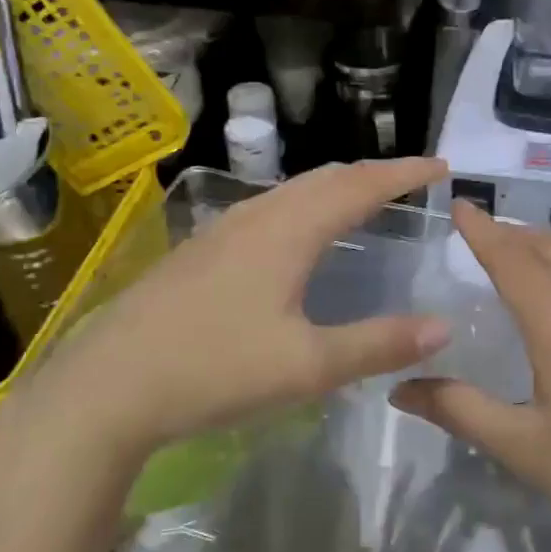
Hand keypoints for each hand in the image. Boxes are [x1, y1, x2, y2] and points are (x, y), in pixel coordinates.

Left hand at [16, 158, 451, 469]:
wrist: (107, 385)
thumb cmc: (214, 369)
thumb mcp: (306, 366)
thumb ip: (377, 344)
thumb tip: (442, 328)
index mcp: (289, 230)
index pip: (360, 185)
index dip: (403, 172)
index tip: (441, 166)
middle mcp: (258, 216)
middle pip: (326, 178)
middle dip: (372, 173)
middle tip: (409, 181)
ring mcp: (223, 230)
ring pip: (293, 190)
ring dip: (336, 187)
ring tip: (363, 200)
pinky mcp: (202, 250)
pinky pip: (270, 208)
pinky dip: (305, 205)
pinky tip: (298, 235)